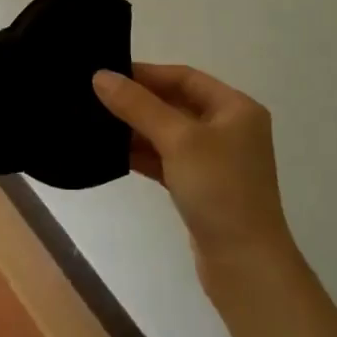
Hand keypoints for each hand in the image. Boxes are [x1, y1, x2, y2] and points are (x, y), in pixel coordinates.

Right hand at [93, 64, 299, 282]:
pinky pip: (166, 160)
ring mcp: (215, 161)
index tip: (107, 73)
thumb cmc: (219, 189)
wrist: (244, 263)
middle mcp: (228, 129)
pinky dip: (142, 155)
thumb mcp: (178, 140)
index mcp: (235, 108)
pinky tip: (111, 153)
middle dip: (137, 101)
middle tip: (93, 97)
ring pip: (168, 134)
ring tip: (94, 123)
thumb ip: (138, 106)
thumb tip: (101, 76)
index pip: (184, 77)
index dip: (146, 73)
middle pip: (175, 104)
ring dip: (135, 129)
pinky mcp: (200, 187)